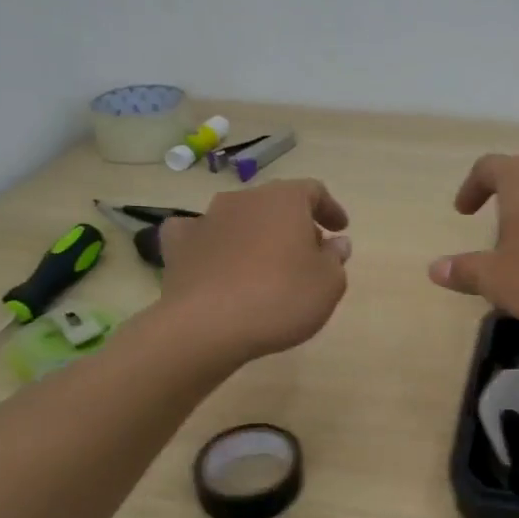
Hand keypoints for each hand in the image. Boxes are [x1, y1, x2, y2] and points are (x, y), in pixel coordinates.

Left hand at [158, 180, 351, 361]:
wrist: (206, 326)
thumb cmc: (280, 298)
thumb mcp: (328, 284)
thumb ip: (335, 258)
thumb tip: (336, 242)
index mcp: (284, 199)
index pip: (314, 191)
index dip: (330, 209)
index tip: (340, 229)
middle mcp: (244, 199)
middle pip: (275, 203)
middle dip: (293, 224)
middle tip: (307, 253)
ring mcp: (207, 219)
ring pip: (239, 218)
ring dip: (255, 234)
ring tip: (265, 263)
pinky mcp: (178, 246)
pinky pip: (197, 235)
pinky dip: (210, 244)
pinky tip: (214, 260)